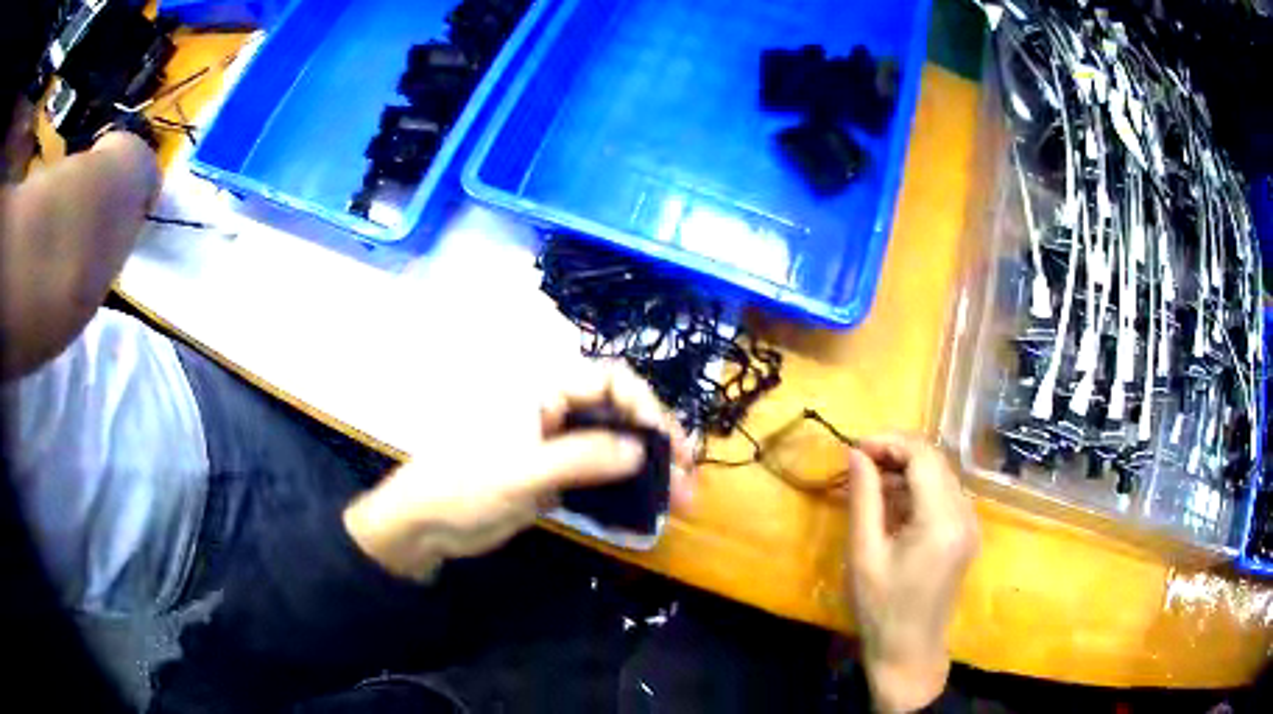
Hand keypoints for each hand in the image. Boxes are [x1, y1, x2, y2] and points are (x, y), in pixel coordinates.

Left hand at [343, 363, 694, 580]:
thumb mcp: (521, 472)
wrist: (425, 526)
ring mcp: (554, 445)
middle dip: (657, 442)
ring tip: (681, 497)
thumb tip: (642, 450)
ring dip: (648, 468)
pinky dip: (625, 487)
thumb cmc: (463, 486)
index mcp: (541, 392)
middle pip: (618, 414)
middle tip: (688, 479)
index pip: (608, 381)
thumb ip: (581, 457)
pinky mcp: (554, 476)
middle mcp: (553, 411)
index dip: (644, 406)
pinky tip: (648, 504)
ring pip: (613, 446)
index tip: (666, 445)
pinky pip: (599, 474)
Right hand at [845, 434, 978, 713]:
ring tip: (869, 483)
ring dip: (906, 469)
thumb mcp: (863, 554)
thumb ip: (863, 498)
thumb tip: (856, 453)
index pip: (923, 455)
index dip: (888, 443)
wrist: (909, 651)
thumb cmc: (880, 609)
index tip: (854, 450)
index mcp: (942, 520)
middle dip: (896, 453)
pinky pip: (944, 494)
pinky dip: (918, 488)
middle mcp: (965, 514)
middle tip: (858, 464)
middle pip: (935, 460)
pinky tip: (892, 503)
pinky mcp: (967, 533)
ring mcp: (970, 524)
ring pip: (940, 474)